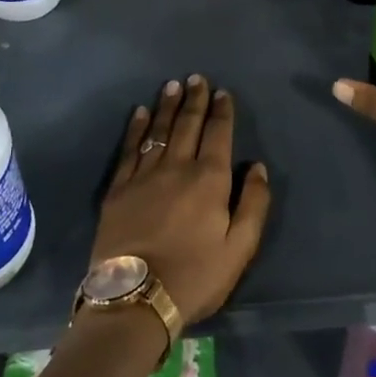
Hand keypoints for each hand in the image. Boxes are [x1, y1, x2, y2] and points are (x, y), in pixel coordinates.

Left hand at [90, 75, 271, 326]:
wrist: (135, 298)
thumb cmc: (195, 276)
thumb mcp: (239, 248)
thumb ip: (254, 204)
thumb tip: (257, 167)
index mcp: (210, 179)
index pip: (218, 134)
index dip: (222, 111)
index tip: (223, 92)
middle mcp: (177, 167)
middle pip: (188, 125)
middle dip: (195, 99)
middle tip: (196, 78)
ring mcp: (144, 175)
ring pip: (158, 130)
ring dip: (167, 106)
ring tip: (172, 85)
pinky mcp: (118, 189)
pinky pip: (129, 149)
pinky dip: (136, 128)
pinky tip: (140, 113)